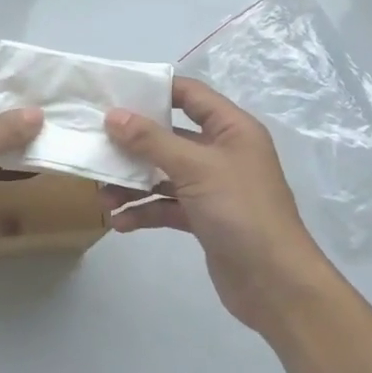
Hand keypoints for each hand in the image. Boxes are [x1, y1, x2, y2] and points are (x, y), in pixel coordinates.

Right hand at [100, 77, 331, 330]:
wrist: (275, 283)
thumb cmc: (240, 211)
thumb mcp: (195, 168)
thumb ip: (151, 140)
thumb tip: (113, 115)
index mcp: (232, 129)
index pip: (191, 94)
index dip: (155, 90)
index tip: (114, 93)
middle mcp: (222, 153)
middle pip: (169, 137)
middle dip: (132, 145)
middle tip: (96, 147)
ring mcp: (212, 187)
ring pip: (163, 174)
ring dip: (132, 183)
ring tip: (104, 198)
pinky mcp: (203, 218)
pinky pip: (165, 205)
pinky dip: (143, 211)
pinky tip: (120, 223)